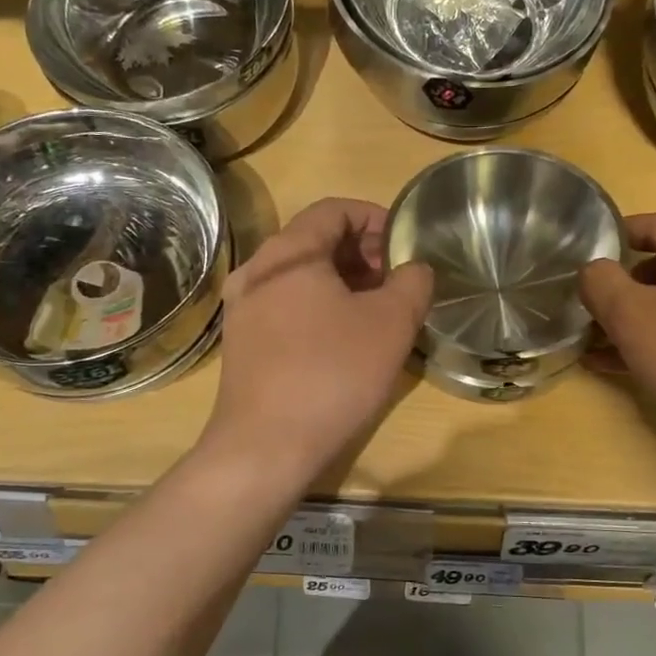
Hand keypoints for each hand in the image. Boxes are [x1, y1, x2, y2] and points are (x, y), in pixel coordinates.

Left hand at [205, 198, 431, 479]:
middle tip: (396, 282)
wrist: (266, 446)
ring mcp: (242, 308)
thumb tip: (414, 269)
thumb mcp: (392, 323)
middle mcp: (256, 270)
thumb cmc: (332, 374)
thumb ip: (413, 282)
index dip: (376, 218)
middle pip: (314, 240)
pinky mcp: (241, 343)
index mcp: (288, 252)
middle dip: (361, 253)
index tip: (405, 247)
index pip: (334, 209)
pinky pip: (286, 307)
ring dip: (342, 283)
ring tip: (376, 312)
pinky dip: (318, 308)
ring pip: (300, 277)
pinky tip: (343, 340)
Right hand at [579, 214, 655, 470]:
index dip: (614, 240)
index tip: (585, 261)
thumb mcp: (631, 318)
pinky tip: (644, 368)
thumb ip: (601, 283)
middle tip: (596, 314)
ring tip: (609, 347)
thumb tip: (594, 269)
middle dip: (630, 289)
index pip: (654, 225)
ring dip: (650, 319)